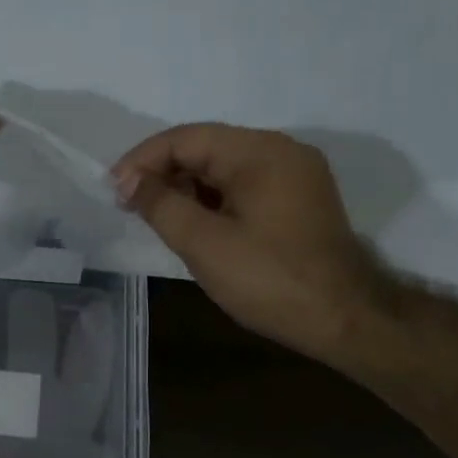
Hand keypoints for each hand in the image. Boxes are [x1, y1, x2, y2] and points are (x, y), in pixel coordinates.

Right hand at [112, 124, 387, 353]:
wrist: (345, 319)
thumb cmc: (270, 280)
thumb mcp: (205, 244)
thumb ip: (161, 206)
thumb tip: (127, 180)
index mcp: (261, 152)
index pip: (187, 138)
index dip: (143, 160)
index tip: (113, 190)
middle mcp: (281, 151)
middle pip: (207, 148)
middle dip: (164, 173)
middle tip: (130, 206)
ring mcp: (295, 175)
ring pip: (225, 168)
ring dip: (186, 187)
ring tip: (156, 217)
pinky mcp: (299, 199)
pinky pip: (244, 186)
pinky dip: (213, 199)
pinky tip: (194, 223)